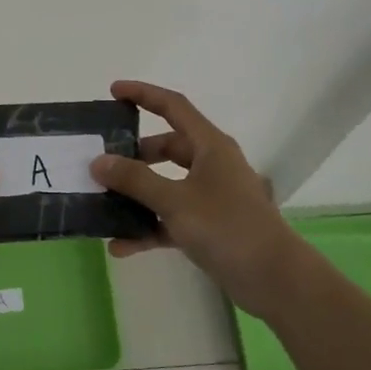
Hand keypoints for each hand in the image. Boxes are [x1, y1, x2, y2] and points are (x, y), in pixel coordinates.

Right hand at [89, 80, 304, 315]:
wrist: (272, 277)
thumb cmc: (226, 227)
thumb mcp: (175, 200)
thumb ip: (135, 180)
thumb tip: (98, 161)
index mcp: (210, 146)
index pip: (173, 107)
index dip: (143, 95)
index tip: (113, 92)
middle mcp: (211, 166)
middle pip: (166, 149)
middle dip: (134, 155)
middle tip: (102, 163)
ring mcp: (210, 197)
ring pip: (165, 186)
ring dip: (136, 196)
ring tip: (102, 204)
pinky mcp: (207, 227)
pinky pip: (169, 220)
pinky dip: (147, 229)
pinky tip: (119, 246)